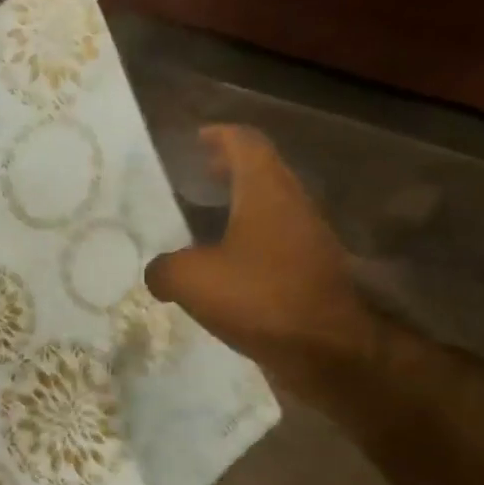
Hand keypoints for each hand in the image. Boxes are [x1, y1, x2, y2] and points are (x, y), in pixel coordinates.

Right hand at [144, 126, 375, 400]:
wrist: (325, 348)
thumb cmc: (259, 298)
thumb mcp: (190, 280)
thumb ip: (164, 268)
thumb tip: (159, 272)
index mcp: (265, 193)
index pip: (246, 144)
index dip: (220, 136)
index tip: (198, 138)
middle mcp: (292, 206)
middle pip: (263, 172)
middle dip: (231, 168)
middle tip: (201, 174)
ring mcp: (307, 239)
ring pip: (271, 208)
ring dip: (242, 206)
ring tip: (208, 222)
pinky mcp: (310, 271)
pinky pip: (275, 242)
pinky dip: (249, 240)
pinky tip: (226, 267)